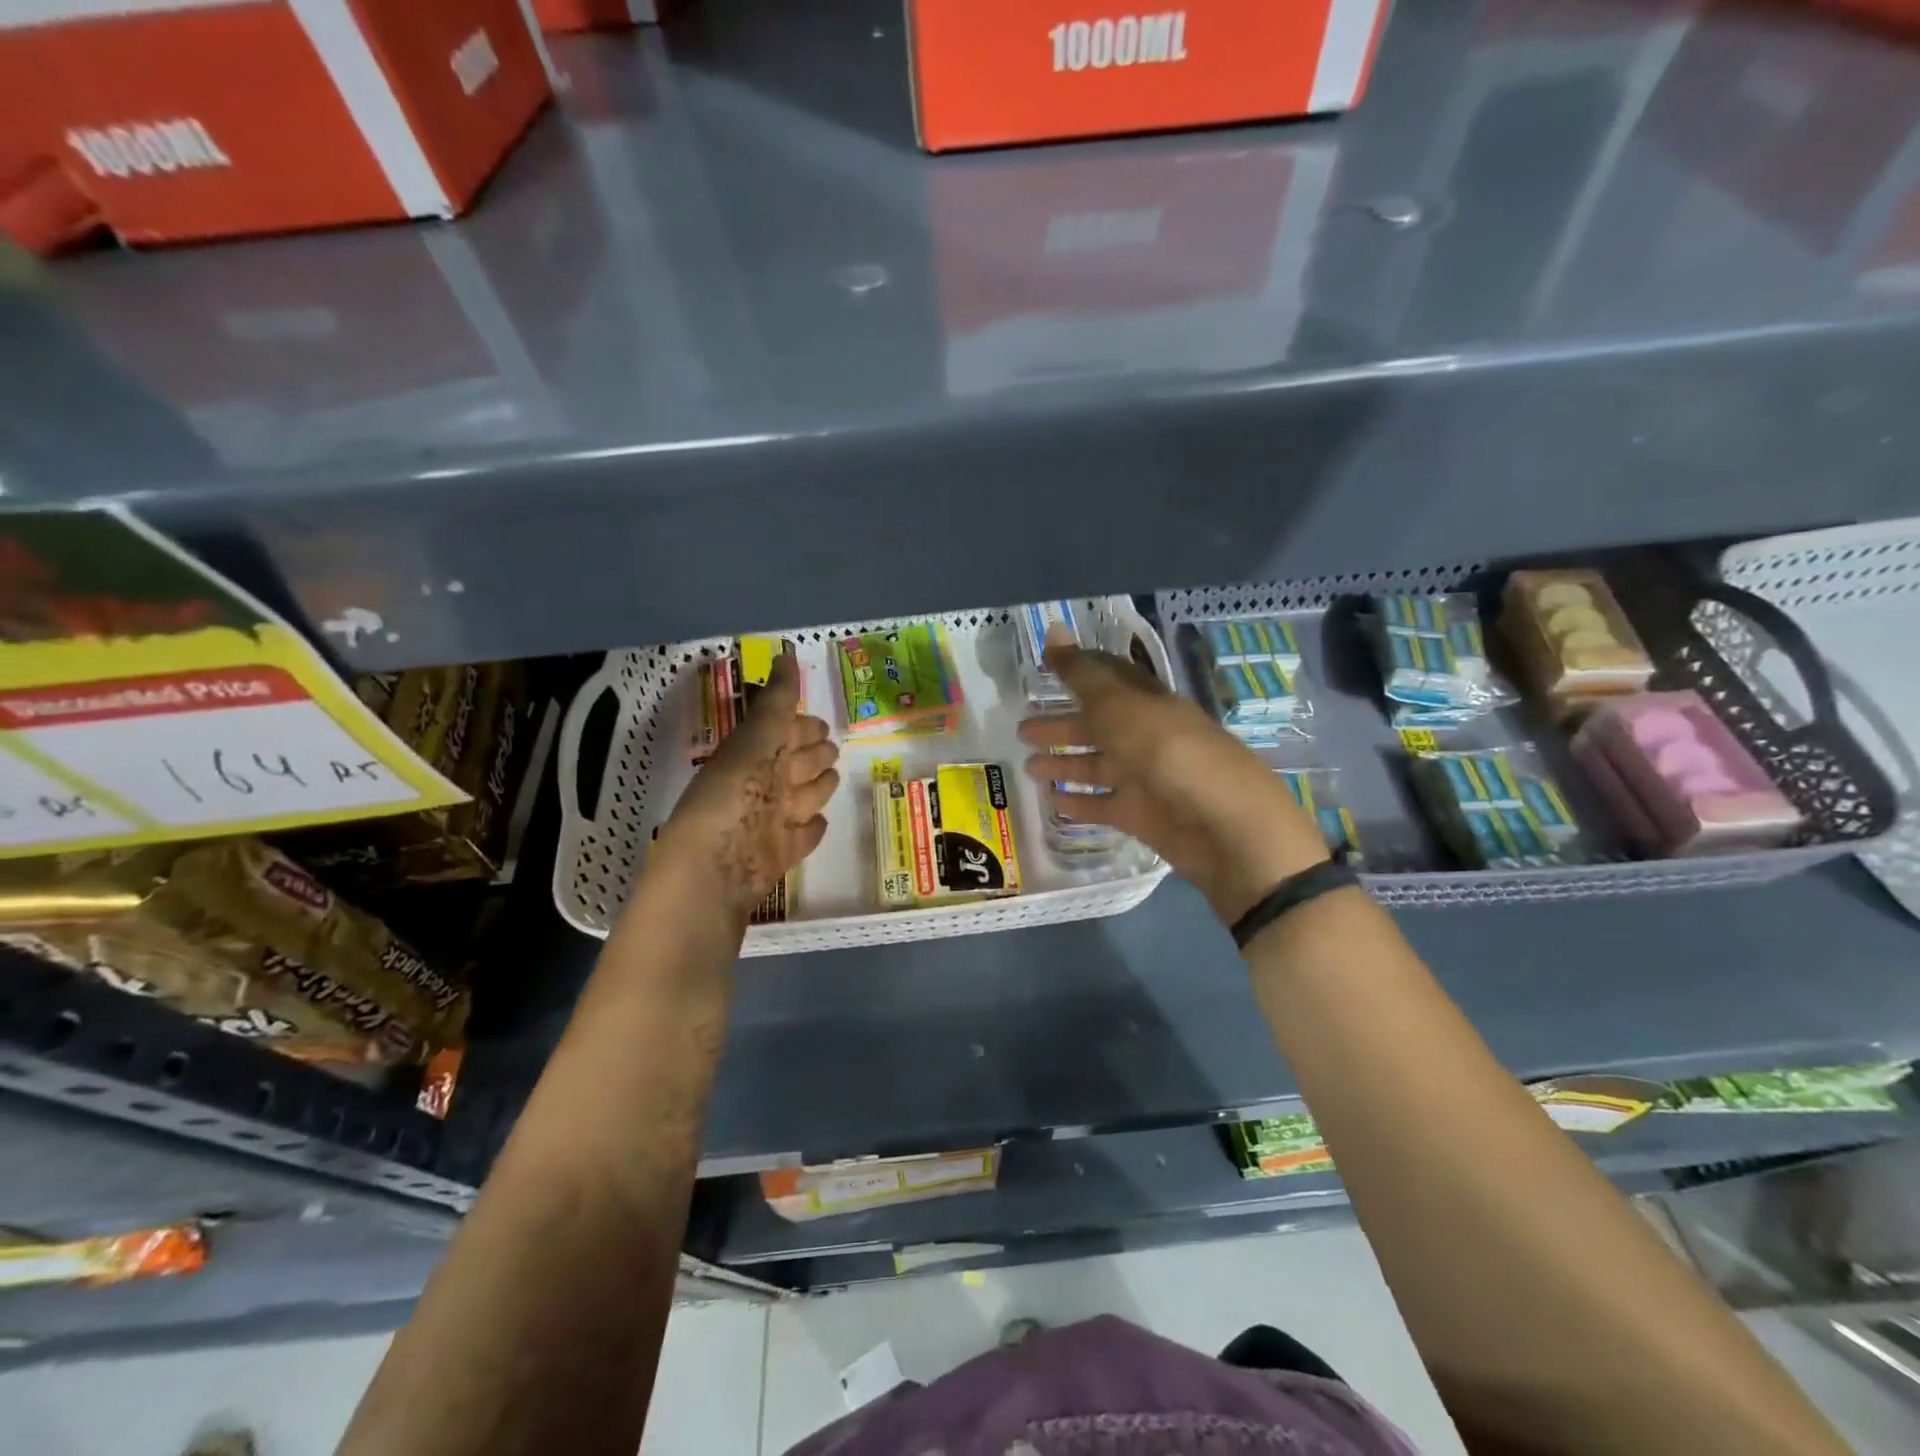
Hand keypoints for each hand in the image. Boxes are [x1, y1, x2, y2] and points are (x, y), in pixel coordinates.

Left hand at [654, 655, 839, 924]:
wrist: (715, 871)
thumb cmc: (733, 796)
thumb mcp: (757, 739)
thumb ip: (776, 701)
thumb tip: (787, 652)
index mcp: (752, 755)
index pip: (783, 732)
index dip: (801, 725)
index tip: (820, 721)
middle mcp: (763, 785)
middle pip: (796, 763)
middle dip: (812, 752)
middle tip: (829, 746)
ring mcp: (772, 822)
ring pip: (804, 797)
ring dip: (816, 787)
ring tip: (830, 779)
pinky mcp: (782, 854)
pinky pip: (803, 835)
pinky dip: (810, 828)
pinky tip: (818, 823)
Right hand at [1018, 637, 1330, 925]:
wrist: (1223, 825)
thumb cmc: (1168, 752)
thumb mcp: (1120, 706)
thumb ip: (1082, 674)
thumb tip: (1054, 629)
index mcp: (1147, 702)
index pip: (1109, 678)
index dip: (1079, 671)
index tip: (1046, 667)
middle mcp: (1145, 736)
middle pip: (1097, 725)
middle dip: (1061, 724)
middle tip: (1021, 729)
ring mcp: (1144, 778)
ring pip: (1096, 765)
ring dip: (1063, 763)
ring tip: (1027, 765)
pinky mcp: (1140, 815)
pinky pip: (1102, 804)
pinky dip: (1078, 802)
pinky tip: (1051, 801)